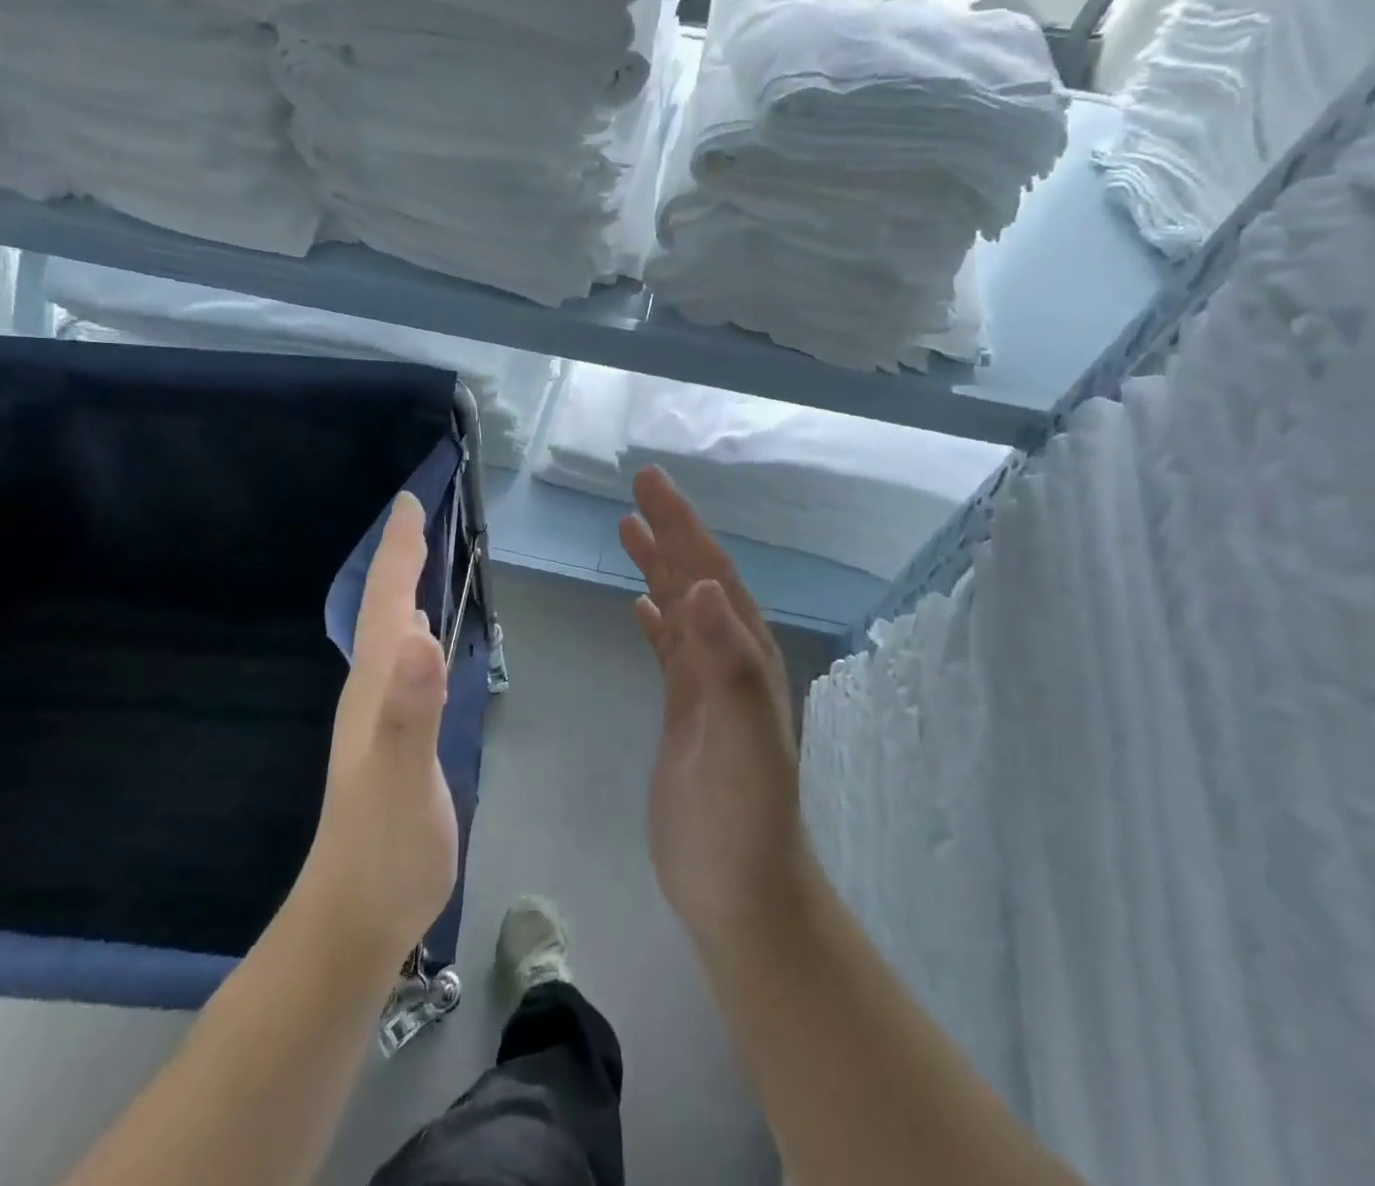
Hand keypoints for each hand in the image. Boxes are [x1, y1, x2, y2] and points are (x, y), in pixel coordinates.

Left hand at [295, 492, 458, 969]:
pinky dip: (412, 632)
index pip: (386, 602)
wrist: (355, 919)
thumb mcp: (404, 779)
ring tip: (419, 562)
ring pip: (388, 634)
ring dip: (401, 591)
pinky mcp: (394, 738)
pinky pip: (403, 664)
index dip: (399, 551)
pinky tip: (422, 638)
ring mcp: (380, 715)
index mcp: (375, 685)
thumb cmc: (384, 850)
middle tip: (416, 519)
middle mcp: (372, 689)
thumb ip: (410, 710)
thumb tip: (421, 634)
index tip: (409, 504)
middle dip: (399, 559)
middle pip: (383, 608)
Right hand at [619, 467, 808, 949]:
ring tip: (629, 530)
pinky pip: (669, 649)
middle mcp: (729, 659)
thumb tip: (706, 584)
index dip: (682, 526)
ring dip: (659, 568)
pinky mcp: (684, 712)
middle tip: (638, 490)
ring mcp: (706, 686)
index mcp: (745, 655)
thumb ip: (728, 663)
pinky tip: (640, 607)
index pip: (711, 572)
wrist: (738, 890)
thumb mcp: (743, 740)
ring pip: (681, 609)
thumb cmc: (743, 817)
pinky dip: (656, 620)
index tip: (650, 484)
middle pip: (696, 579)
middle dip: (669, 532)